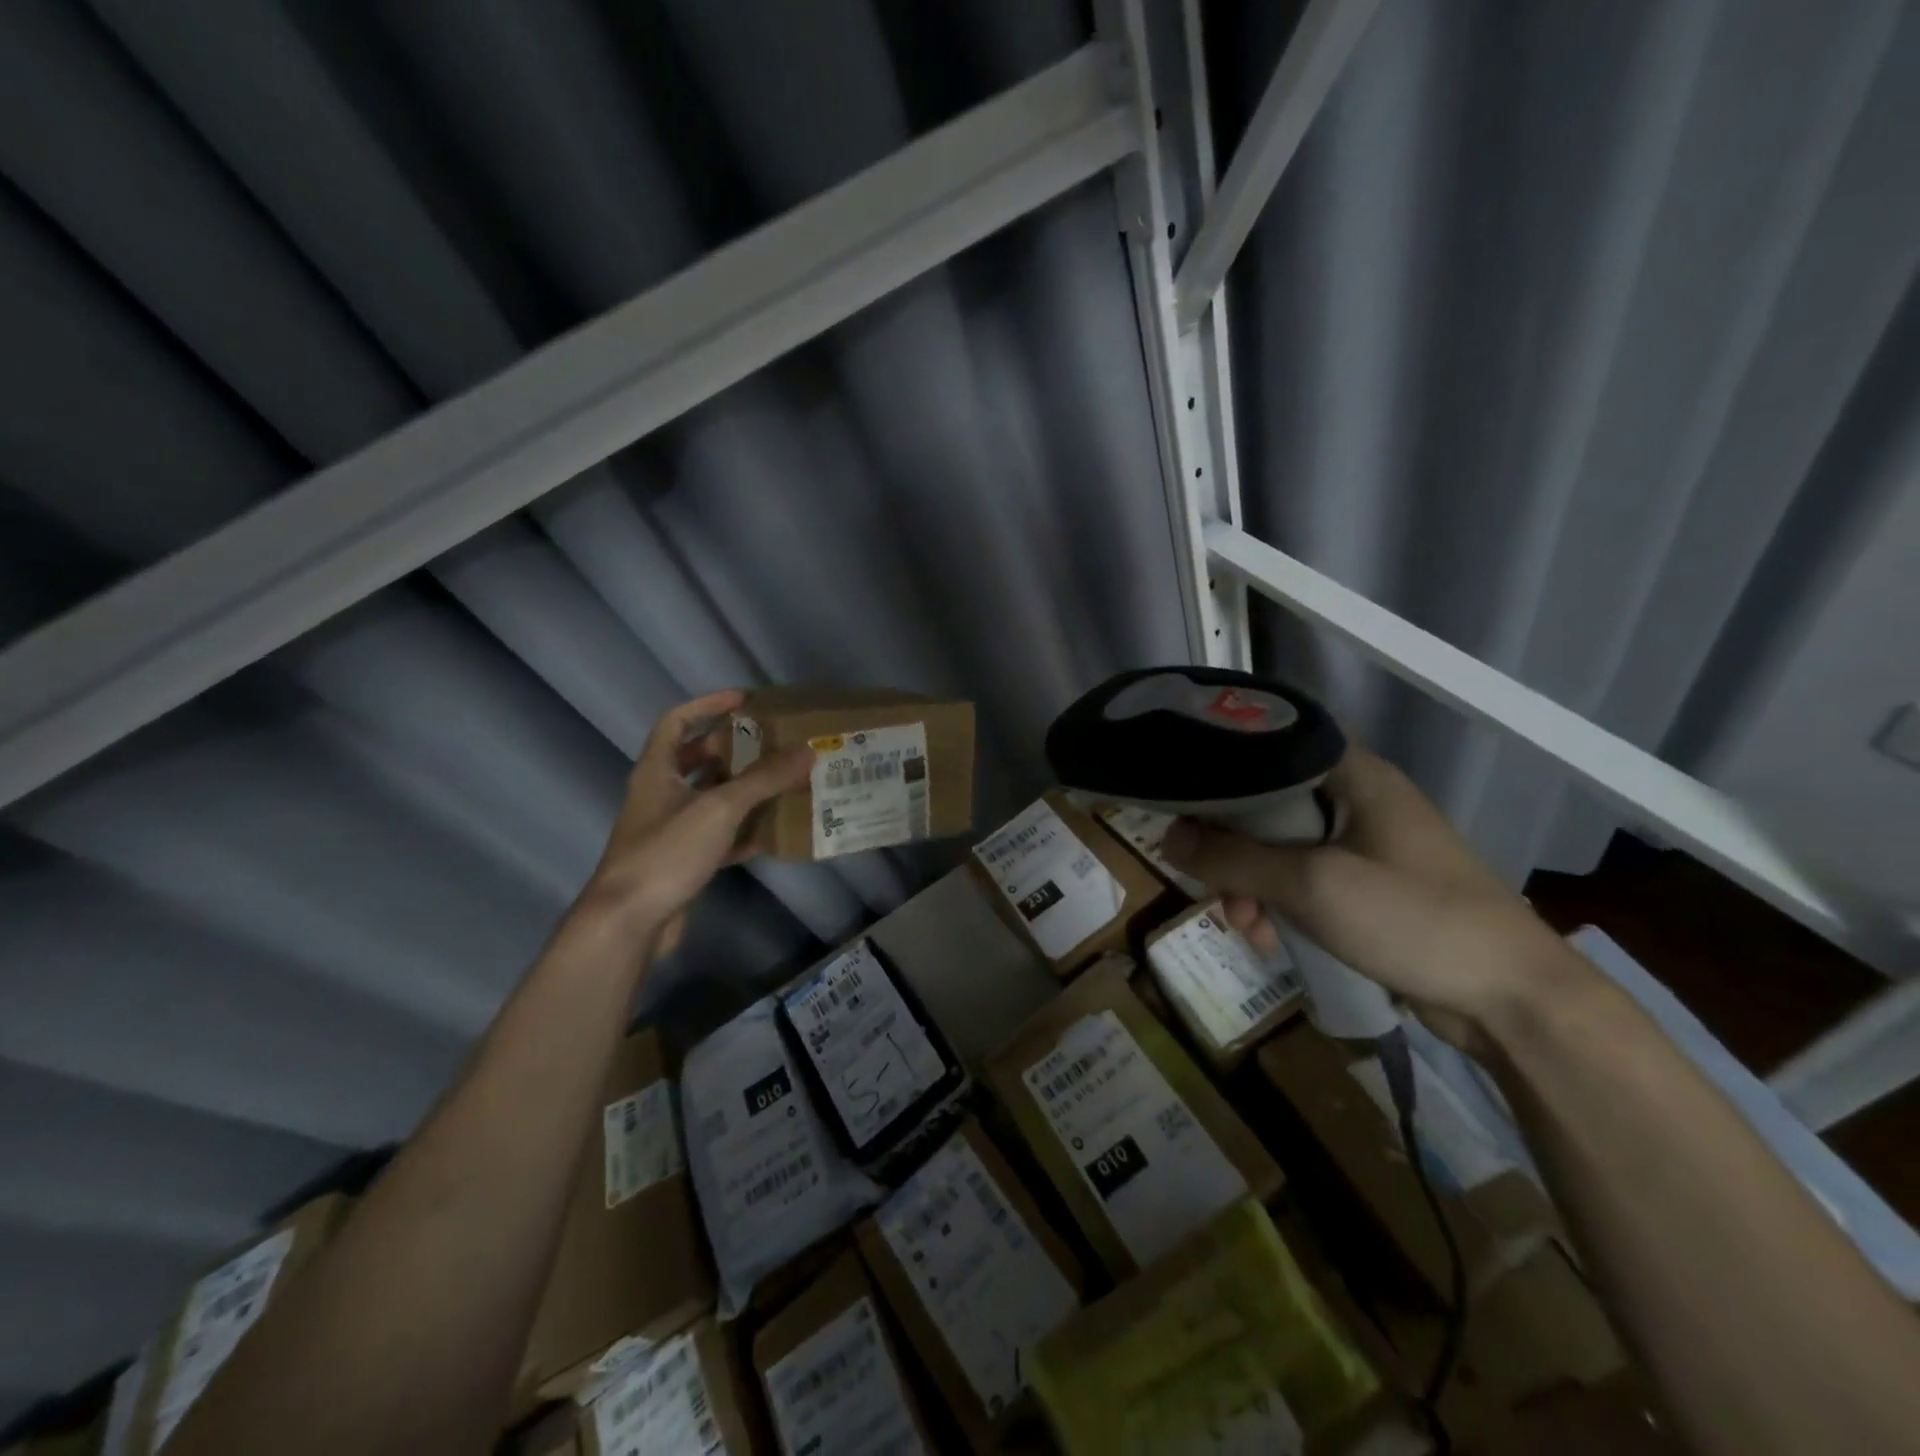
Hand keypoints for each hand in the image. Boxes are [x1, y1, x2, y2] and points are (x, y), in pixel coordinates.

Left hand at [571, 690, 812, 962]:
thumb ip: (764, 778)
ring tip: (780, 781)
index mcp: (657, 770)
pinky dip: (742, 831)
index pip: (676, 722)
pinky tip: (771, 834)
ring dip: (742, 790)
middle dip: (732, 749)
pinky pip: (716, 836)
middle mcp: (659, 795)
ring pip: (709, 799)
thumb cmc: (667, 851)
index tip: (744, 699)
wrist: (629, 922)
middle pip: (696, 760)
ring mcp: (669, 830)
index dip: (707, 704)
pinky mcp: (681, 861)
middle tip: (771, 743)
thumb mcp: (720, 808)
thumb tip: (808, 750)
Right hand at [1160, 745, 1588, 1047]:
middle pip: (1266, 803)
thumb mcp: (1311, 885)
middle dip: (1232, 848)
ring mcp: (1363, 844)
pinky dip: (1279, 903)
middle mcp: (1356, 799)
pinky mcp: (1366, 886)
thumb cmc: (1414, 919)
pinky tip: (1270, 939)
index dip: (1221, 767)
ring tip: (1247, 927)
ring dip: (1251, 884)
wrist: (1513, 1000)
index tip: (1181, 798)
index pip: (1270, 746)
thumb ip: (1233, 859)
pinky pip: (1302, 880)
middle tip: (1213, 885)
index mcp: (1353, 775)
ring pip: (1279, 847)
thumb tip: (1166, 836)